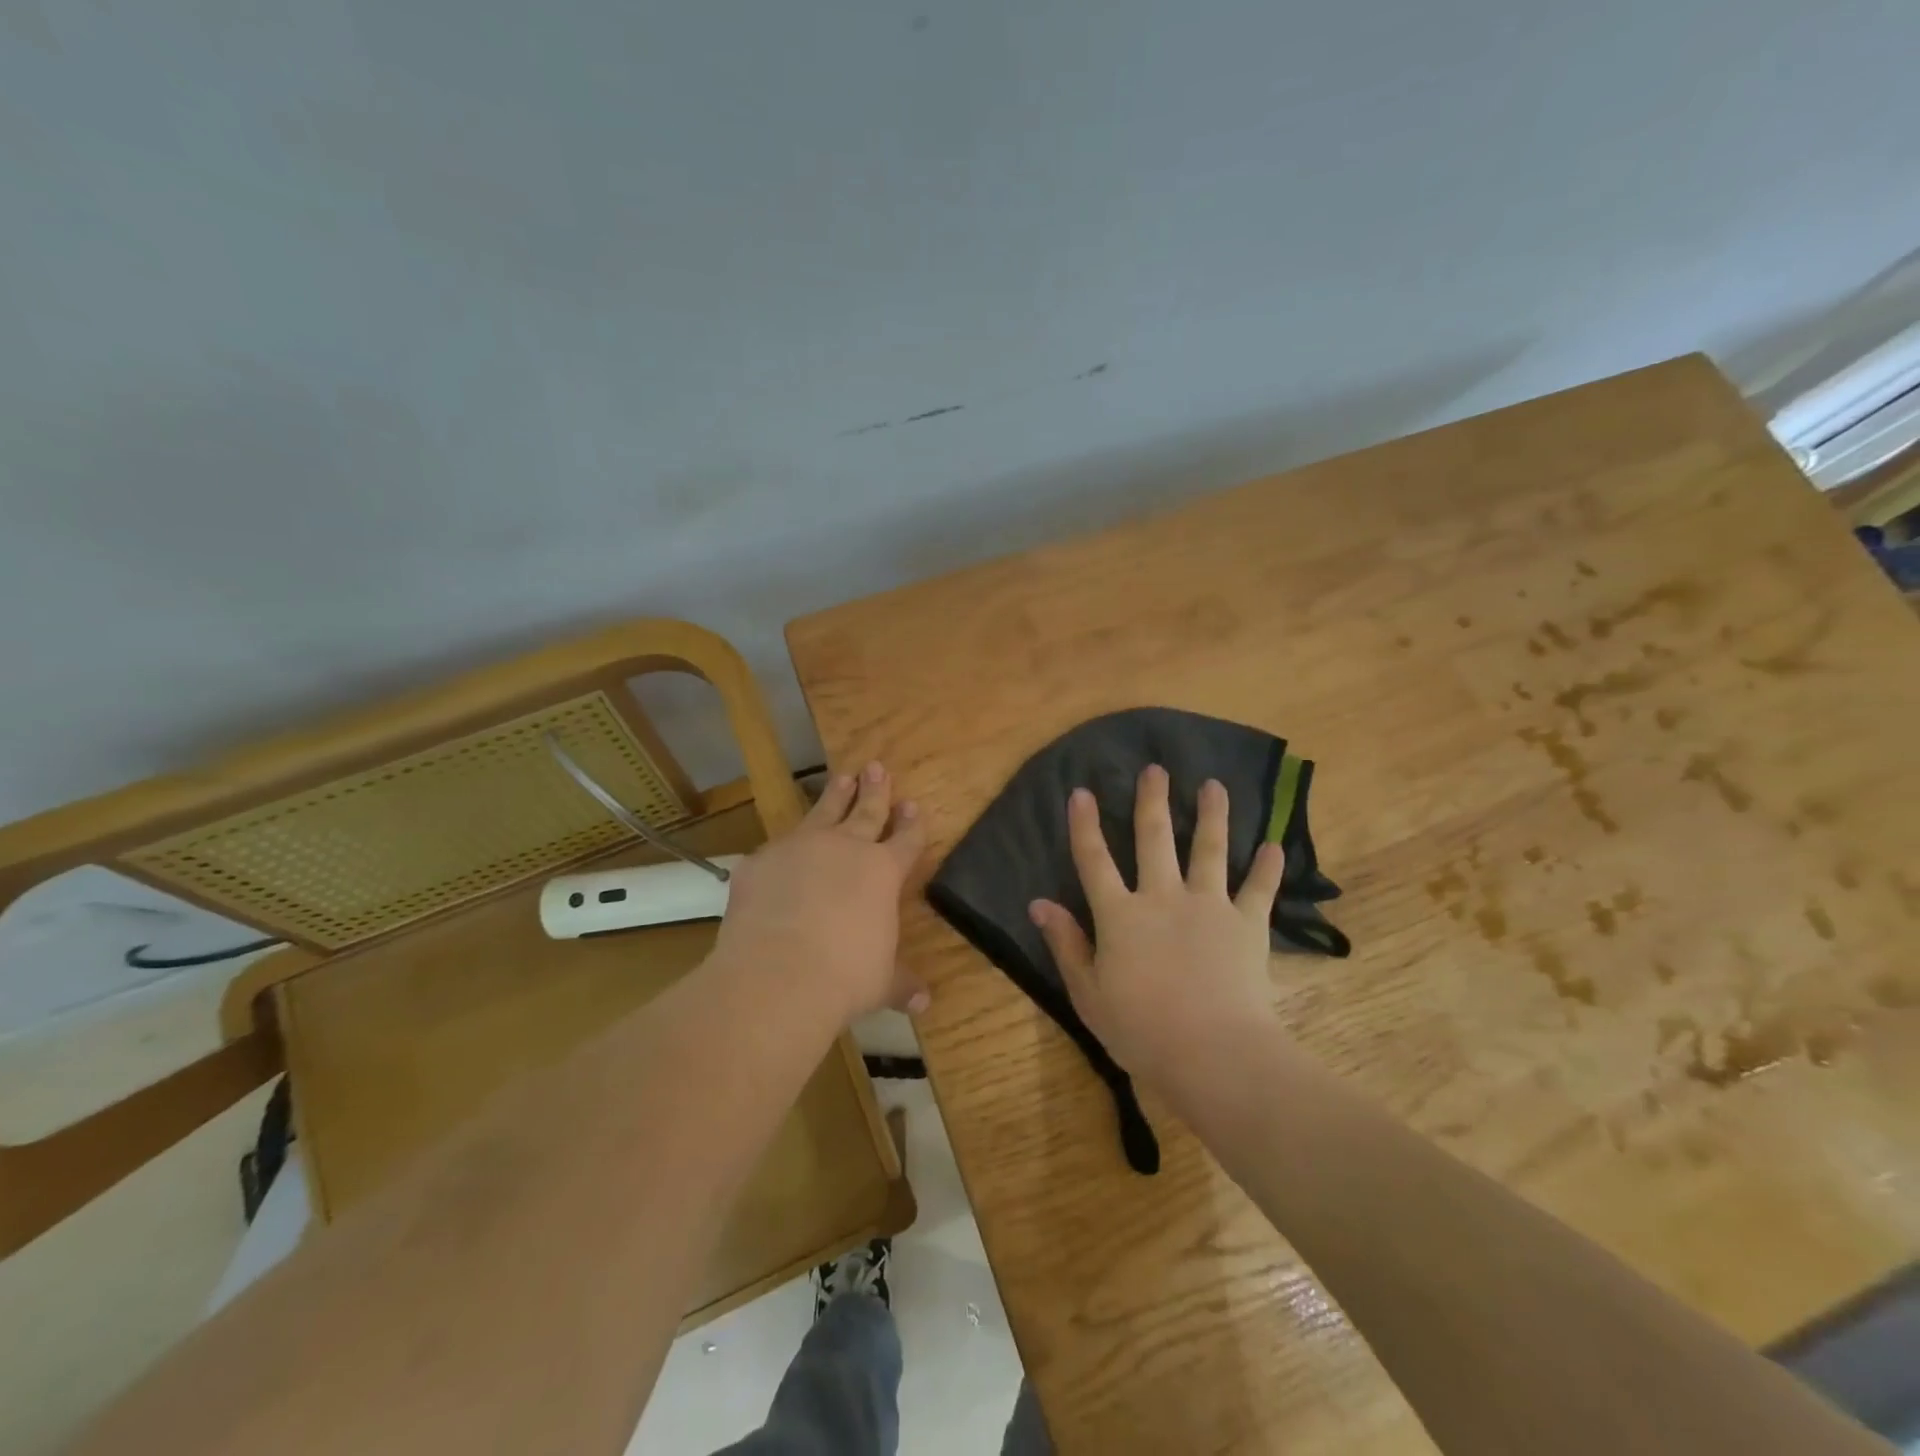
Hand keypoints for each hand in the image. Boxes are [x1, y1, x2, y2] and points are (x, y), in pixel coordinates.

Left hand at [713, 761, 927, 1023]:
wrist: (779, 974)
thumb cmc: (845, 977)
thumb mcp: (880, 982)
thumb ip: (900, 983)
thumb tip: (923, 1002)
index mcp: (883, 872)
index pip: (906, 840)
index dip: (912, 823)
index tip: (913, 805)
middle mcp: (845, 849)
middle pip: (866, 811)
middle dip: (875, 789)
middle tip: (877, 766)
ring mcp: (800, 848)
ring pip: (823, 812)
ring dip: (835, 795)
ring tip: (842, 777)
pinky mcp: (761, 861)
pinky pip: (776, 848)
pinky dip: (783, 847)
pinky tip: (779, 849)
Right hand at [1028, 765, 1286, 1098]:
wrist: (1213, 1053)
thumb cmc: (1141, 1030)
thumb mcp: (1088, 993)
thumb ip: (1066, 944)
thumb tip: (1039, 903)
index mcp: (1120, 915)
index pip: (1095, 860)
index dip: (1085, 825)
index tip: (1083, 792)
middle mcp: (1163, 897)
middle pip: (1155, 838)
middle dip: (1153, 800)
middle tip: (1156, 769)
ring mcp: (1208, 906)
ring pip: (1209, 849)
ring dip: (1212, 815)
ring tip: (1214, 785)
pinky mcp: (1247, 924)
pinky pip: (1259, 889)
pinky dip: (1267, 868)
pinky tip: (1273, 846)